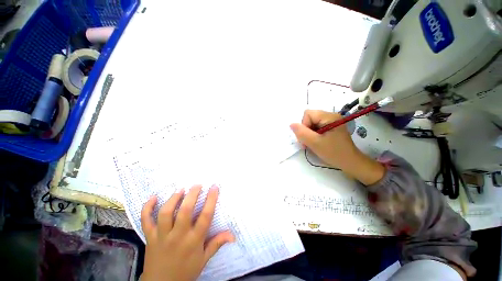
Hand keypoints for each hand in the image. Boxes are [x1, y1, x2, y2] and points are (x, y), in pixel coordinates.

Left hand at [141, 185, 234, 280]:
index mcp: (194, 241)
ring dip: (173, 199)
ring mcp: (162, 236)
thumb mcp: (204, 259)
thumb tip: (233, 235)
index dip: (211, 199)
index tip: (214, 187)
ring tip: (180, 190)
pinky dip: (147, 208)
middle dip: (192, 194)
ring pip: (166, 213)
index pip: (205, 216)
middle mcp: (178, 236)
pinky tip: (153, 198)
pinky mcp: (149, 237)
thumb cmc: (186, 271)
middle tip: (197, 185)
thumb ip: (217, 243)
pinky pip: (146, 221)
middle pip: (185, 211)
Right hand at [290, 110, 357, 169]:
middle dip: (305, 130)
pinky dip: (313, 135)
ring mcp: (331, 122)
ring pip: (311, 123)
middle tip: (307, 143)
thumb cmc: (334, 153)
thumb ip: (302, 133)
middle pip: (309, 118)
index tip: (307, 138)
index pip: (308, 114)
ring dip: (308, 134)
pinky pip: (316, 127)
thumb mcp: (315, 143)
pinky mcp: (331, 128)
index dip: (304, 125)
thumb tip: (291, 124)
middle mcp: (331, 116)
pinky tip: (315, 143)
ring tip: (311, 144)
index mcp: (329, 117)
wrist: (350, 163)